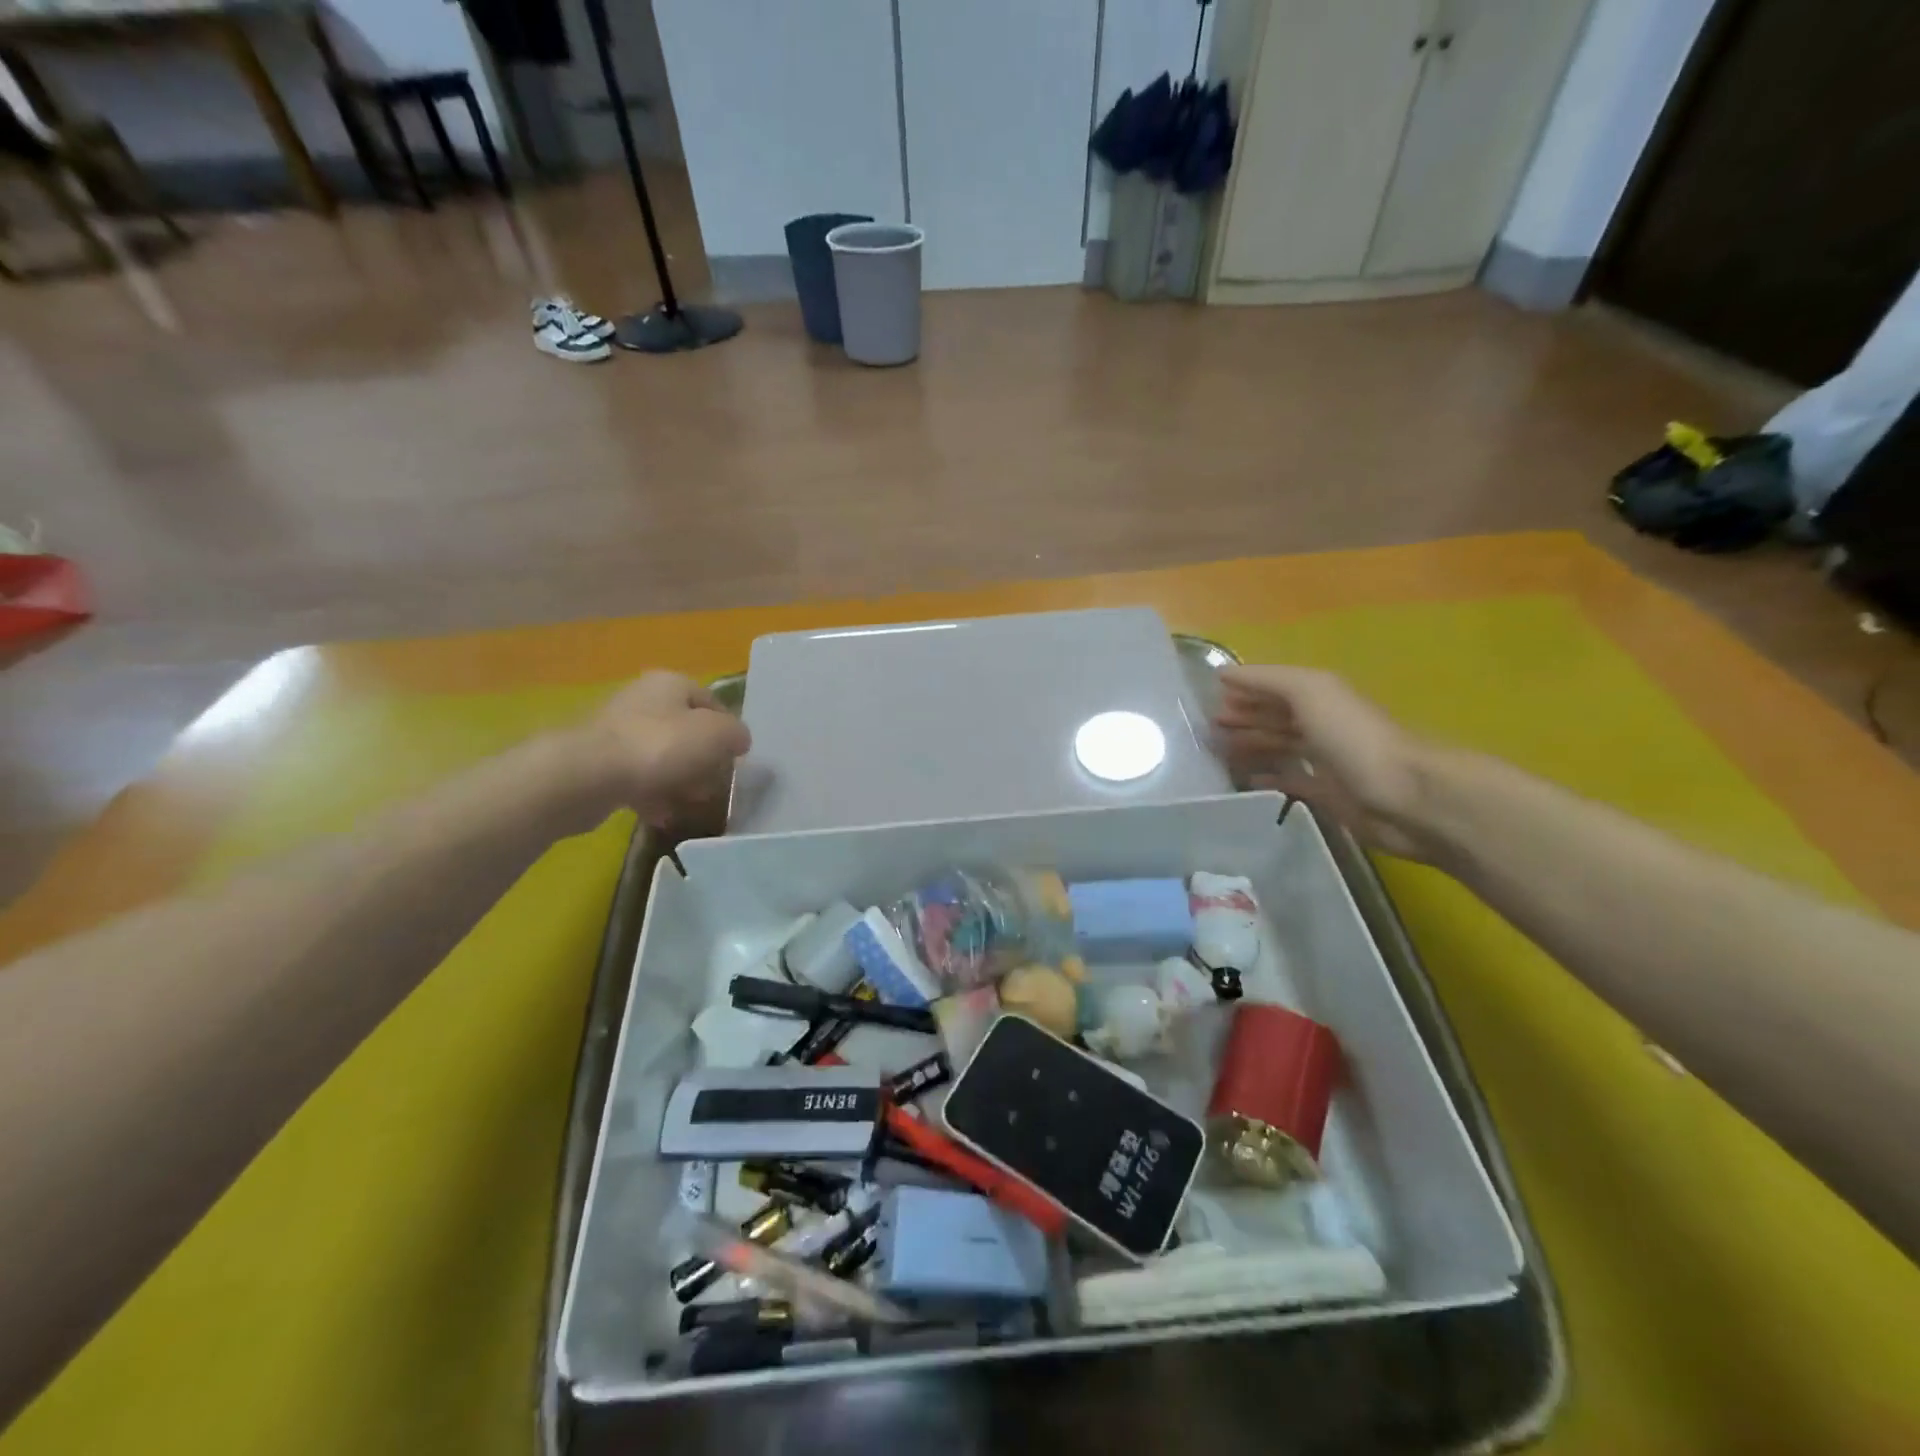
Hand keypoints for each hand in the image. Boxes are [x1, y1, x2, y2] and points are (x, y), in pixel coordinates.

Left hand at [582, 672, 751, 827]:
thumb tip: (738, 740)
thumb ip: (736, 734)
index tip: (736, 760)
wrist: (587, 776)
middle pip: (686, 731)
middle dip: (703, 760)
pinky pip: (637, 778)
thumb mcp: (717, 735)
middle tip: (713, 786)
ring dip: (679, 781)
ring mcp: (617, 732)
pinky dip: (652, 795)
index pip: (713, 703)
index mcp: (671, 684)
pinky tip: (662, 815)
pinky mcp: (599, 763)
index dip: (729, 732)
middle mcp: (643, 700)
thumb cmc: (660, 746)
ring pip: (662, 757)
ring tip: (690, 804)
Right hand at [1213, 665, 1431, 858]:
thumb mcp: (1311, 692)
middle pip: (1278, 715)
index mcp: (1321, 696)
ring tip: (1219, 749)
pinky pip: (1291, 781)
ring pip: (1282, 746)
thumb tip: (1224, 675)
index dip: (1246, 688)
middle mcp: (1324, 724)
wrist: (1405, 796)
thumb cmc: (1354, 738)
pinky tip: (1247, 780)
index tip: (1210, 695)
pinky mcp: (1329, 794)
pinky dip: (1269, 777)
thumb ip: (1268, 680)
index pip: (1276, 686)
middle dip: (1246, 715)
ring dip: (1253, 744)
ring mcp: (1327, 760)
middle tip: (1210, 724)